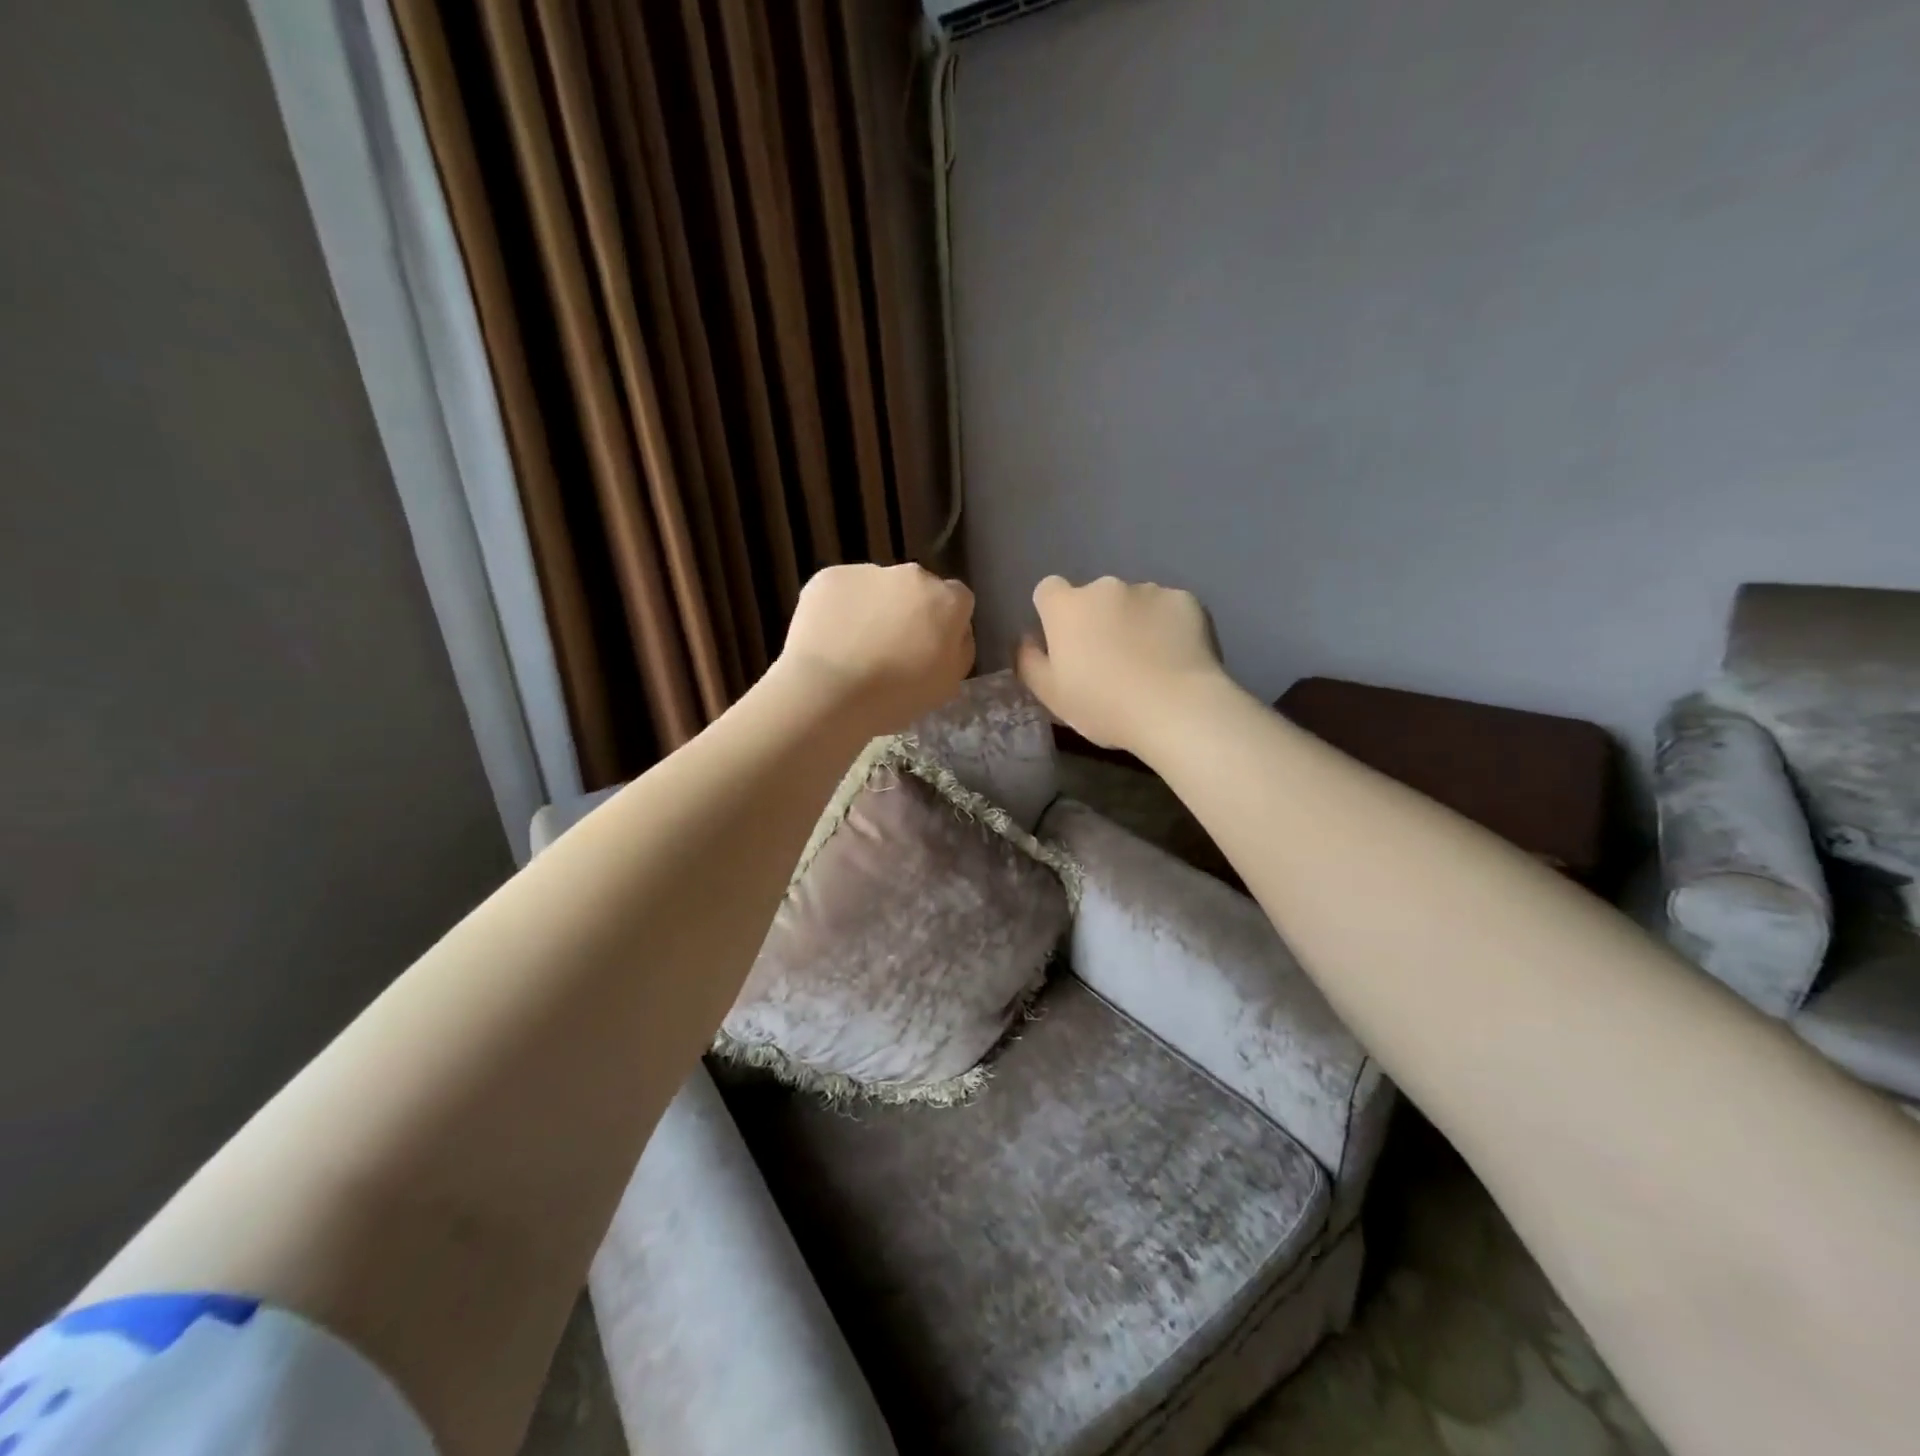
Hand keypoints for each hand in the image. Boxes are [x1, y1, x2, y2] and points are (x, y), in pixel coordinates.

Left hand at [776, 563, 975, 734]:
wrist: (827, 692)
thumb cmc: (896, 696)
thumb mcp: (949, 685)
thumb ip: (959, 650)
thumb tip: (954, 633)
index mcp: (946, 601)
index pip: (958, 601)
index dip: (945, 624)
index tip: (930, 649)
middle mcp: (912, 575)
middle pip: (917, 589)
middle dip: (909, 611)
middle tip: (891, 649)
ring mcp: (868, 571)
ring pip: (877, 588)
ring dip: (873, 609)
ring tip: (853, 648)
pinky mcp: (829, 576)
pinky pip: (842, 591)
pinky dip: (839, 610)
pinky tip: (829, 640)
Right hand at [1016, 575, 1225, 751]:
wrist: (1176, 709)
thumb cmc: (1104, 706)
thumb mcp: (1052, 696)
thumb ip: (1030, 662)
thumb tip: (1027, 639)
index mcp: (1067, 607)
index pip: (1048, 590)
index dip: (1053, 613)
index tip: (1065, 642)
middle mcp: (1105, 587)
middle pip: (1094, 597)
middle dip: (1098, 619)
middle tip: (1110, 660)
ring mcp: (1149, 590)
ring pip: (1133, 602)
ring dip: (1133, 621)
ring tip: (1148, 661)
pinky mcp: (1185, 600)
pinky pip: (1168, 609)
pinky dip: (1168, 626)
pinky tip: (1176, 656)